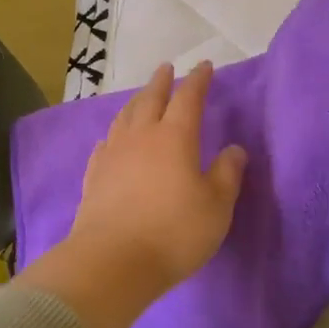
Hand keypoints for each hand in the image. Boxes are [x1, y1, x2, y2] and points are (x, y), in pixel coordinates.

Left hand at [16, 61, 246, 327]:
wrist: (112, 261)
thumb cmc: (174, 232)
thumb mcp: (216, 207)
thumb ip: (227, 174)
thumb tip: (234, 149)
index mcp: (175, 137)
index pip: (188, 98)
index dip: (198, 80)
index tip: (205, 66)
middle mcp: (141, 136)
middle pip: (151, 99)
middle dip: (161, 82)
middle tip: (166, 68)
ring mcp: (113, 154)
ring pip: (125, 117)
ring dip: (136, 102)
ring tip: (141, 97)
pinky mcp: (94, 176)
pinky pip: (105, 144)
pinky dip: (114, 134)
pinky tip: (112, 139)